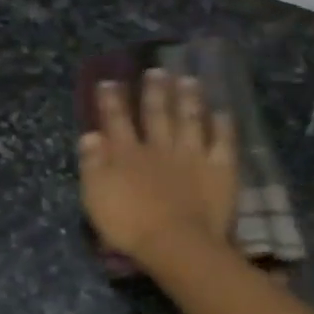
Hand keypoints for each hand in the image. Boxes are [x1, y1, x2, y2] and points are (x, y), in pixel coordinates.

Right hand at [79, 69, 237, 264]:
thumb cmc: (129, 225)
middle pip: (156, 113)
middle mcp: (159, 147)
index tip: (109, 81)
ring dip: (189, 99)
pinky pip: (223, 142)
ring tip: (188, 80)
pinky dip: (223, 126)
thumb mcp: (96, 197)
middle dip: (155, 90)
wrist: (175, 243)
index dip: (112, 100)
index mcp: (126, 154)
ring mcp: (192, 155)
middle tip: (157, 70)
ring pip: (190, 119)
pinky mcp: (219, 169)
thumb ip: (92, 164)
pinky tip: (223, 113)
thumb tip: (90, 135)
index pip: (116, 120)